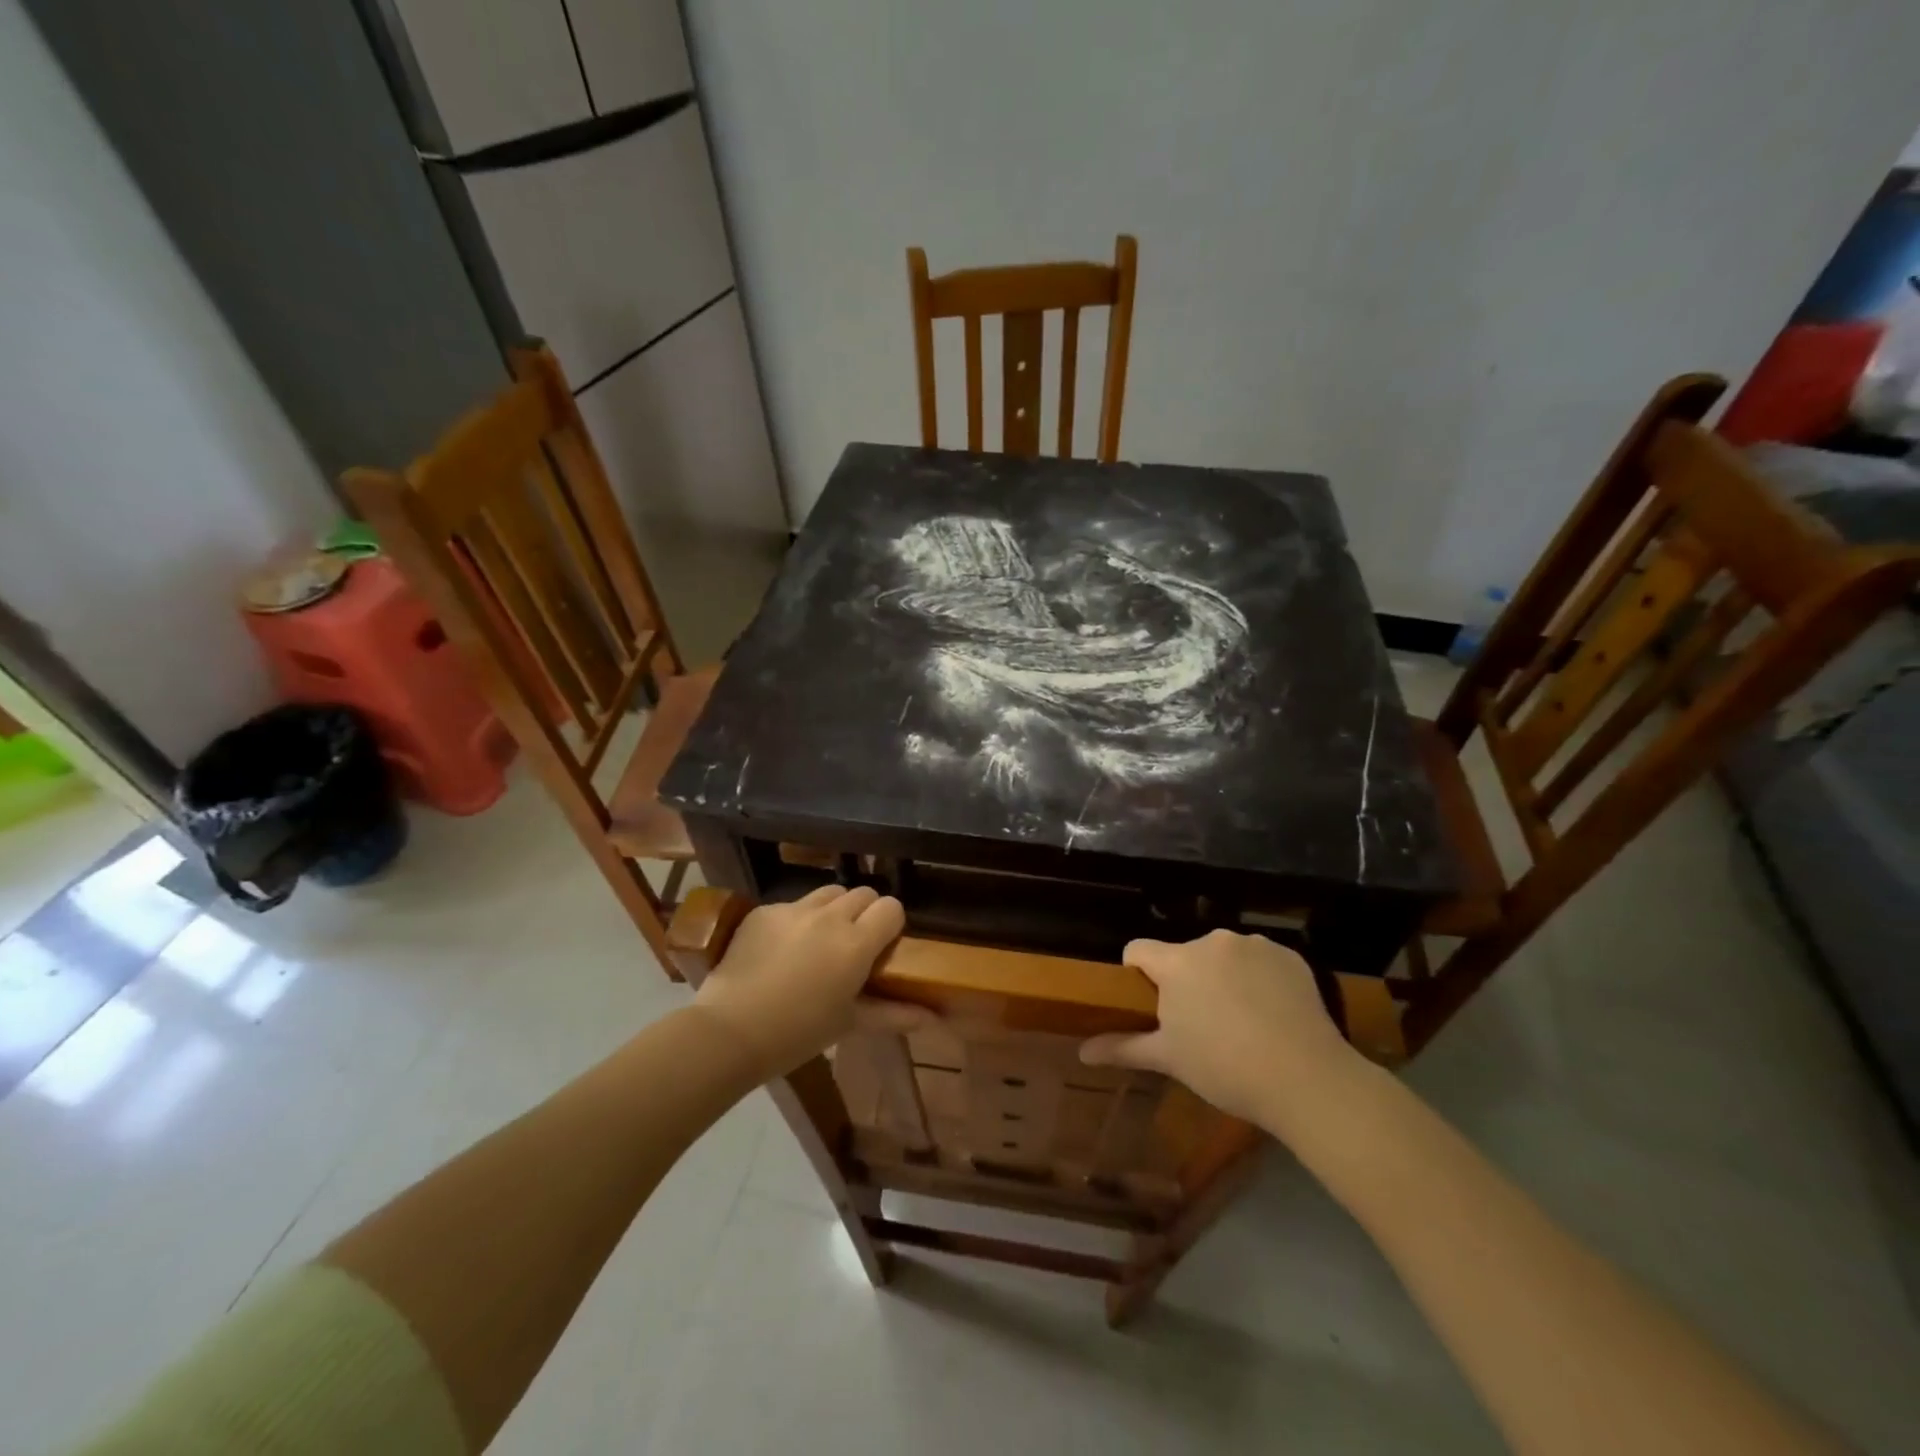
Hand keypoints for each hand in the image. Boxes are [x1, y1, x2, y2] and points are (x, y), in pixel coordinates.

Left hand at [693, 885, 905, 1079]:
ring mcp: (794, 909)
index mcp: (856, 943)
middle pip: (863, 894)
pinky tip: (782, 950)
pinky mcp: (764, 911)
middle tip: (853, 945)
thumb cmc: (798, 1033)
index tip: (882, 947)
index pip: (891, 907)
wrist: (729, 1031)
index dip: (891, 924)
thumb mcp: (849, 1023)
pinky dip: (798, 920)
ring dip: (834, 910)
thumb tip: (933, 1018)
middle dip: (865, 914)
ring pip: (829, 893)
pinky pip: (793, 905)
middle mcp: (830, 917)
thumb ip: (894, 1014)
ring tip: (820, 941)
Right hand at [1080, 930, 1366, 1134]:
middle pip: (1184, 954)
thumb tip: (1082, 1052)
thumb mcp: (1169, 1059)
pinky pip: (1260, 960)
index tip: (1152, 1006)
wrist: (1307, 1078)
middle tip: (1200, 1024)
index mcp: (1177, 962)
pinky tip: (1272, 1014)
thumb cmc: (1225, 1068)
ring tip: (1242, 1021)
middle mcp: (1212, 941)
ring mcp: (1254, 945)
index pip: (1138, 950)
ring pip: (1223, 956)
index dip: (1138, 975)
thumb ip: (1123, 1048)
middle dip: (1186, 981)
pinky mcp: (1289, 956)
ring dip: (1223, 977)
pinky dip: (1259, 979)